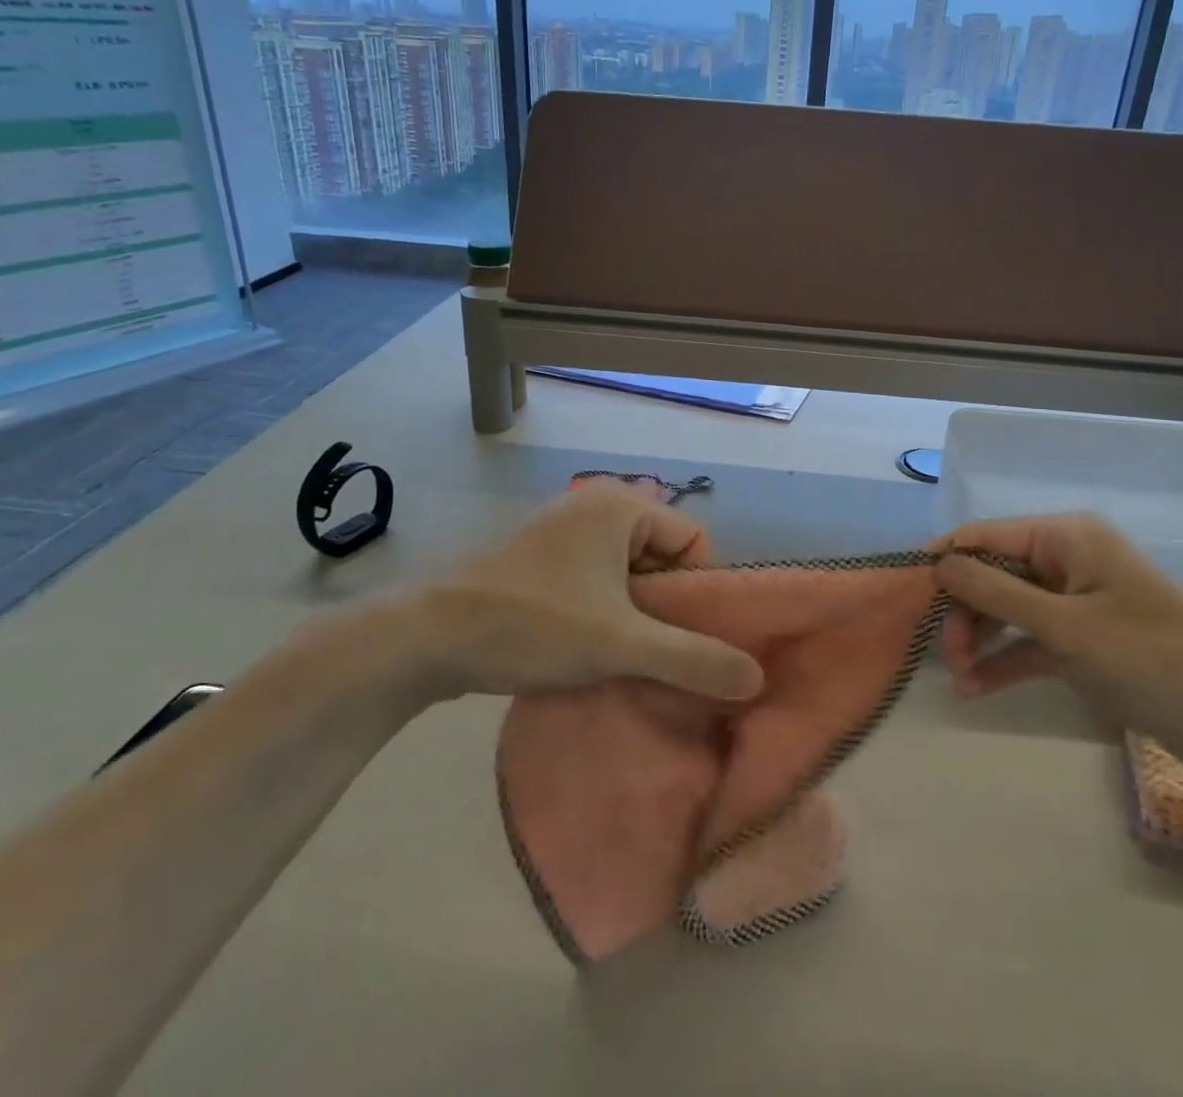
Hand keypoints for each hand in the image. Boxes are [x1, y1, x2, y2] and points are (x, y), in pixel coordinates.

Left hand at [413, 485, 764, 701]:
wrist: (426, 637)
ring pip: (629, 573)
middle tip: (651, 653)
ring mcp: (565, 530)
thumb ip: (693, 659)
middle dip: (665, 608)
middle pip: (662, 558)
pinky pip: (597, 579)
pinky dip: (605, 612)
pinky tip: (589, 649)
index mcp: (622, 504)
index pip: (694, 542)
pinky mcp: (542, 557)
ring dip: (634, 615)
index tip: (680, 639)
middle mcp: (596, 504)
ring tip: (620, 657)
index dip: (697, 593)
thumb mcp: (622, 645)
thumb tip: (756, 677)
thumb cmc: (534, 624)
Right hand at [935, 515, 1182, 788]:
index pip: (986, 536)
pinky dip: (1008, 662)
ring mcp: (1079, 604)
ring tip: (959, 679)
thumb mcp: (1066, 627)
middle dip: (965, 612)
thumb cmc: (1156, 658)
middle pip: (995, 576)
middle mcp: (1070, 561)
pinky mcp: (1089, 643)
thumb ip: (996, 593)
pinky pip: (1034, 643)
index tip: (908, 595)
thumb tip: (938, 563)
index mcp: (1068, 538)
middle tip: (945, 656)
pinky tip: (977, 690)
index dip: (945, 561)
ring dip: (982, 641)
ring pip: (1010, 611)